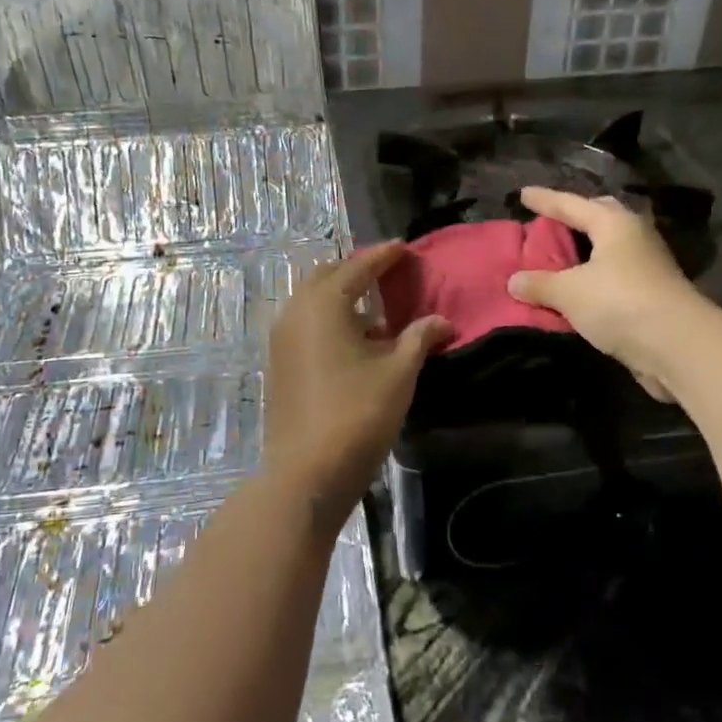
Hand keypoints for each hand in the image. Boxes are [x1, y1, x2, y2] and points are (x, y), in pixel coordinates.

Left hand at [263, 243, 451, 529]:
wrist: (306, 472)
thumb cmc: (357, 414)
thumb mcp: (398, 373)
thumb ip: (420, 338)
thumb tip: (442, 320)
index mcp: (324, 304)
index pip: (358, 267)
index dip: (384, 256)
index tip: (404, 248)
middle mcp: (296, 313)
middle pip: (327, 278)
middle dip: (357, 271)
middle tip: (387, 275)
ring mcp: (282, 340)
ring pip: (313, 303)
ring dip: (342, 299)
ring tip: (375, 312)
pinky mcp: (279, 365)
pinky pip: (306, 326)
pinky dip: (330, 322)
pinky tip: (355, 343)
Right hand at [506, 187, 710, 401]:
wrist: (677, 346)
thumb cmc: (620, 303)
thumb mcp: (570, 292)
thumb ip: (540, 284)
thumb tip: (514, 281)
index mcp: (615, 223)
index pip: (572, 204)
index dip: (545, 200)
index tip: (523, 193)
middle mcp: (634, 237)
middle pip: (599, 218)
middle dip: (574, 218)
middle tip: (550, 220)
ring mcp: (646, 266)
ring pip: (606, 250)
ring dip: (582, 253)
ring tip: (557, 257)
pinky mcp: (650, 295)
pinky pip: (610, 278)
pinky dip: (590, 281)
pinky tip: (575, 291)